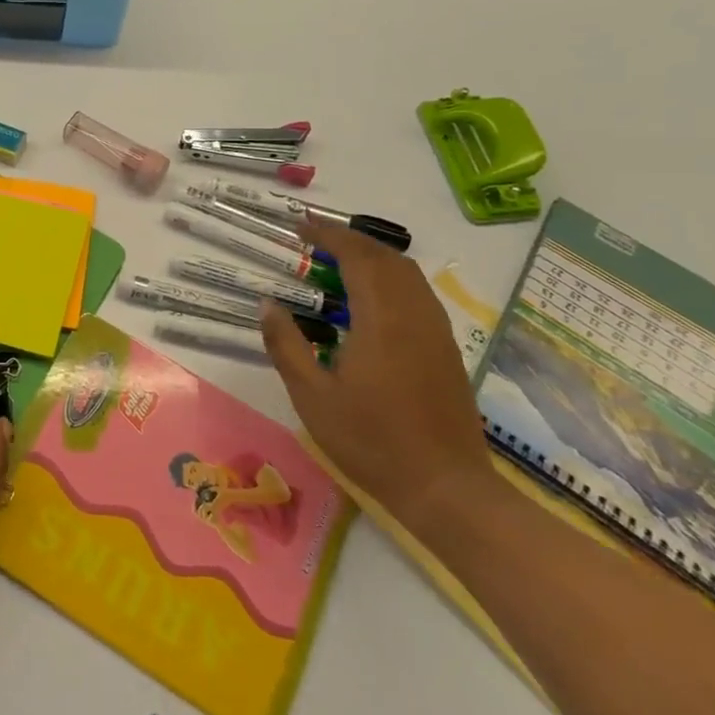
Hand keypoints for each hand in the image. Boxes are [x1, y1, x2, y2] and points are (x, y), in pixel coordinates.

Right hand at [259, 225, 493, 534]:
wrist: (446, 487)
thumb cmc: (372, 441)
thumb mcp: (312, 396)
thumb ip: (287, 345)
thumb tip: (268, 305)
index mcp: (382, 319)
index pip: (356, 256)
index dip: (327, 235)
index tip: (298, 227)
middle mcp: (414, 314)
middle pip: (385, 257)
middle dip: (349, 240)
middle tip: (313, 241)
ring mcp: (436, 330)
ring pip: (407, 273)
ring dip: (372, 257)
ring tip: (337, 263)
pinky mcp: (446, 348)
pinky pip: (418, 294)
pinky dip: (390, 279)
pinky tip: (369, 301)